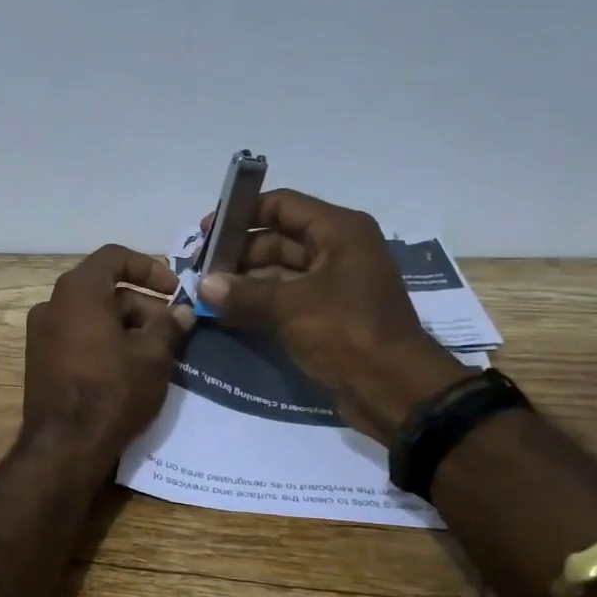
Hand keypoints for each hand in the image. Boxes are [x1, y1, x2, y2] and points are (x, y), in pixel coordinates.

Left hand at [22, 245, 193, 463]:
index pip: (115, 257)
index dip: (149, 268)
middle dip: (143, 305)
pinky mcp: (40, 361)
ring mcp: (41, 334)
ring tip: (156, 355)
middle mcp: (52, 304)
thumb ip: (170, 325)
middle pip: (105, 289)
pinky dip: (105, 342)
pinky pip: (78, 337)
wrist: (64, 448)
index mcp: (77, 291)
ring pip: (92, 315)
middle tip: (173, 331)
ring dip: (126, 326)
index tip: (175, 291)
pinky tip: (129, 369)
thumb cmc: (113, 391)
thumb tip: (182, 312)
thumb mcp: (153, 356)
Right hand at [196, 190, 468, 439]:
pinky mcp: (328, 314)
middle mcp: (338, 249)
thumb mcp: (291, 308)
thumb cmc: (347, 333)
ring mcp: (334, 283)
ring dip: (245, 281)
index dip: (243, 214)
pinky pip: (286, 298)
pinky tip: (226, 313)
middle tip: (201, 271)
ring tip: (207, 294)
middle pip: (278, 238)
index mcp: (339, 231)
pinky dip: (258, 303)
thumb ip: (243, 293)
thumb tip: (202, 285)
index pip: (282, 205)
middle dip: (239, 253)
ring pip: (280, 271)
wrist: (395, 391)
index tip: (208, 233)